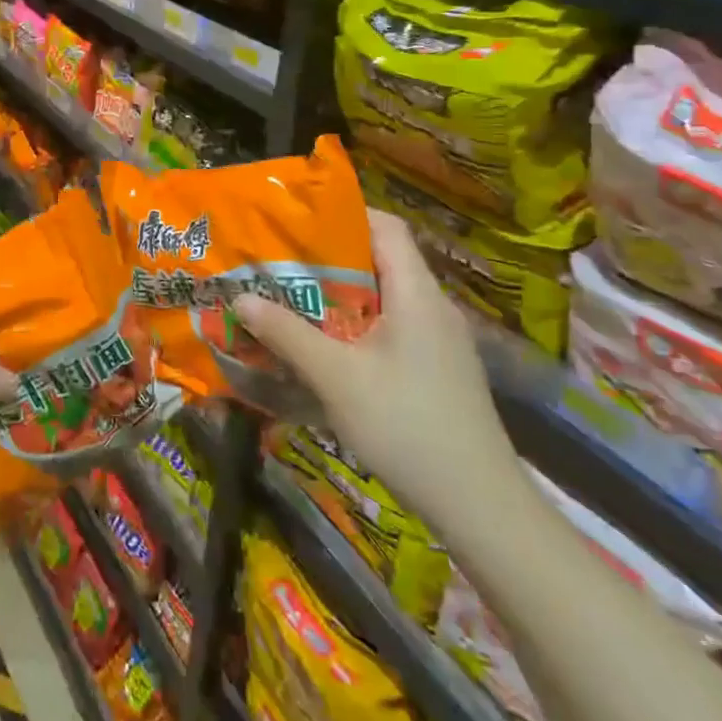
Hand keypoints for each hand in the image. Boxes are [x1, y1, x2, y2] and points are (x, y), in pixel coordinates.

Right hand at [234, 208, 516, 516]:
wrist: (481, 506)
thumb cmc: (407, 426)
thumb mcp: (336, 378)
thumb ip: (287, 334)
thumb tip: (240, 297)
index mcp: (417, 293)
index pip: (386, 226)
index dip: (344, 213)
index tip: (296, 220)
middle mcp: (434, 307)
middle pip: (381, 260)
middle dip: (329, 257)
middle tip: (280, 262)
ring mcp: (441, 341)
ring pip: (385, 297)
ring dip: (340, 295)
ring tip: (293, 300)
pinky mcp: (439, 370)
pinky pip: (393, 327)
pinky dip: (358, 325)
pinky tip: (328, 348)